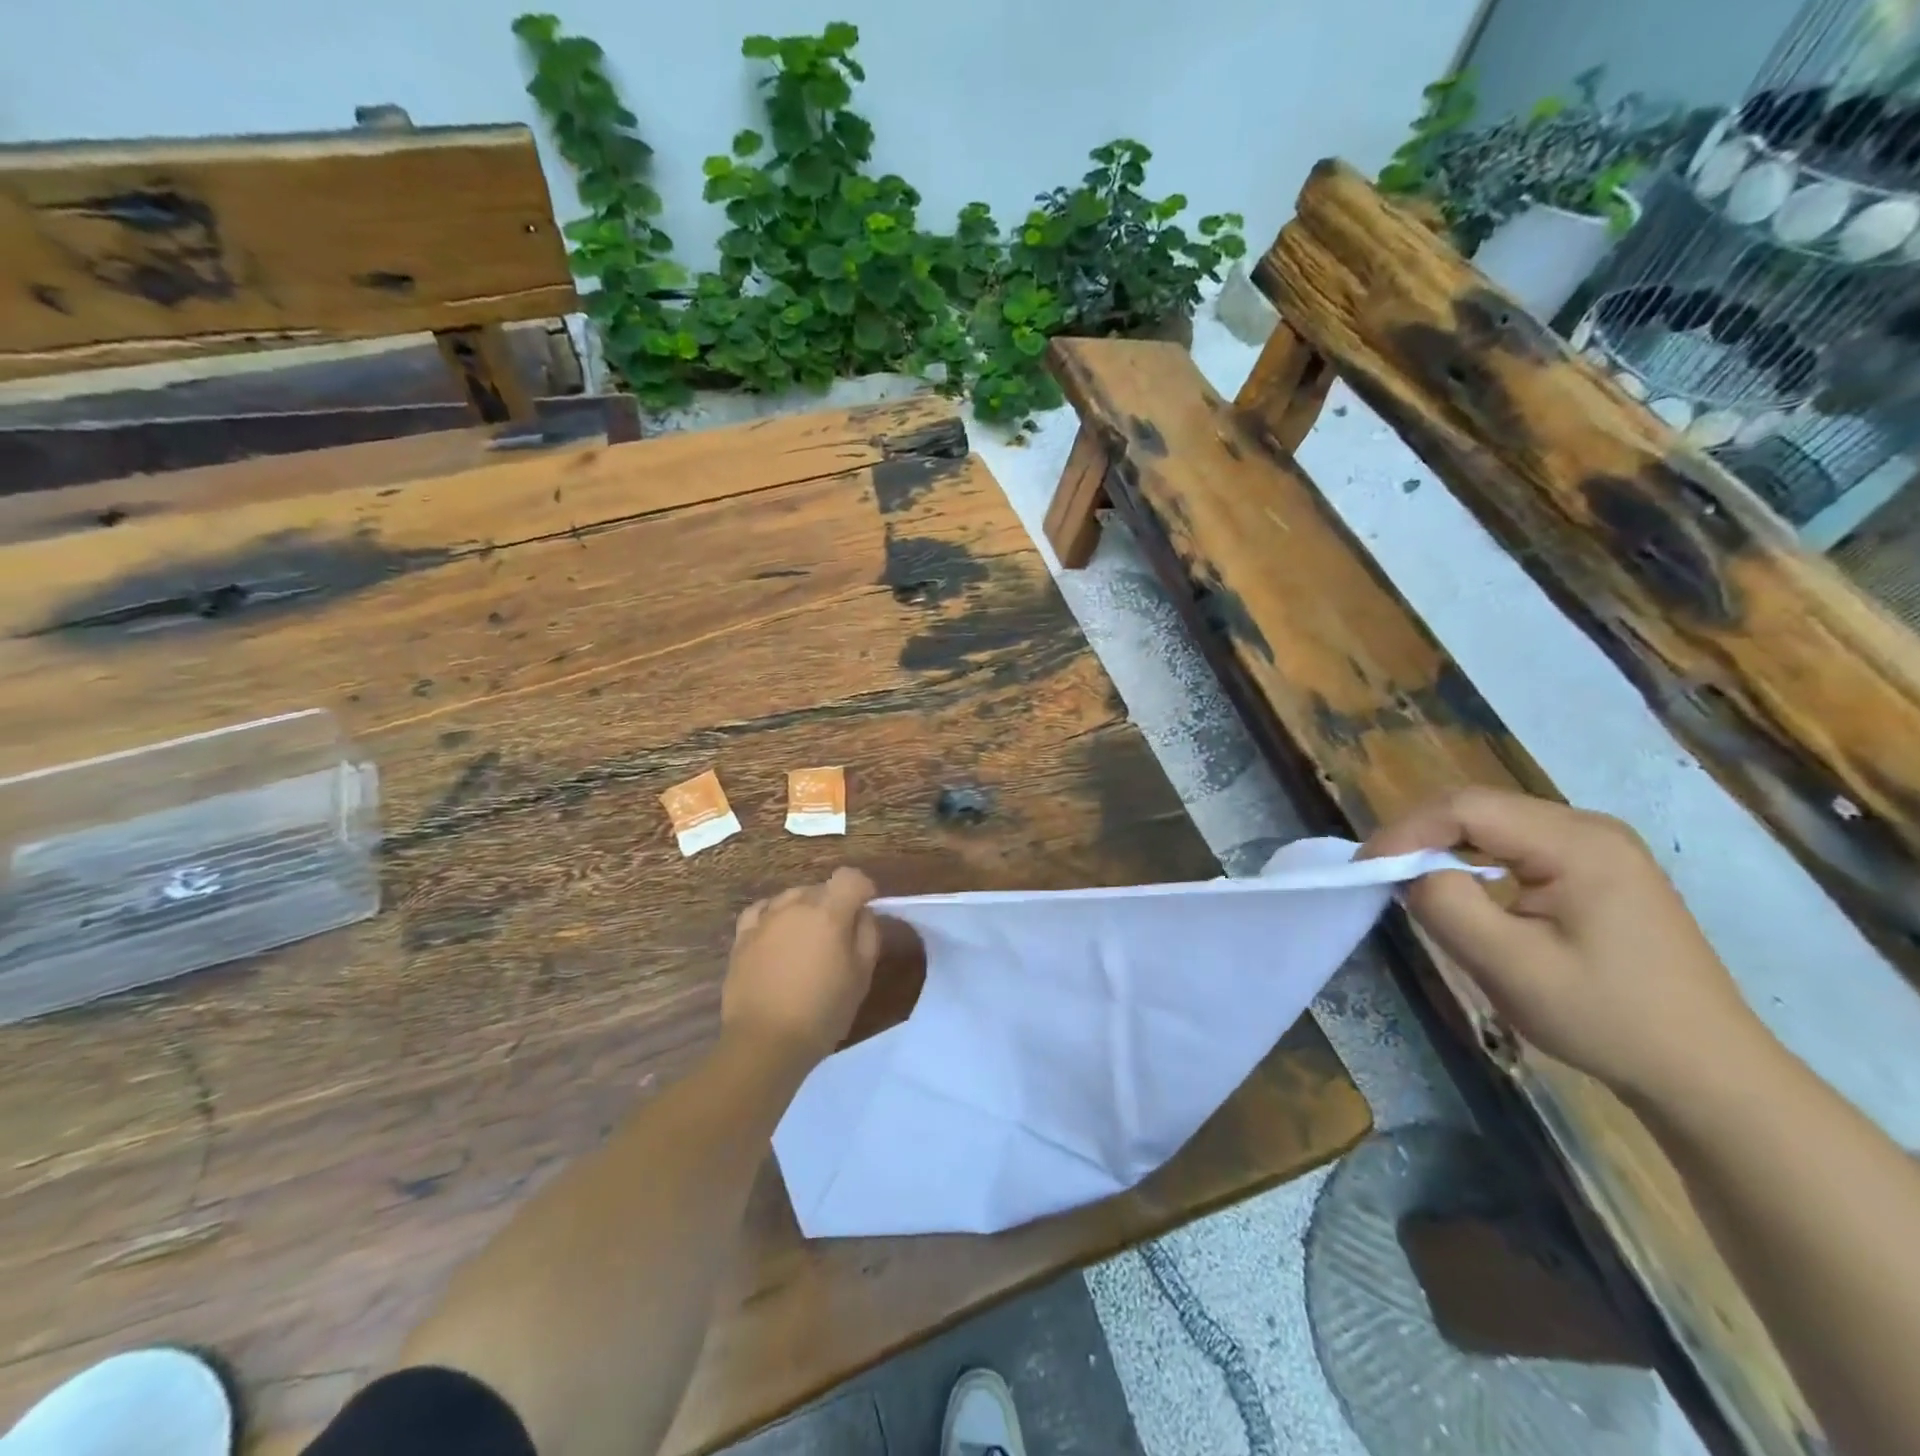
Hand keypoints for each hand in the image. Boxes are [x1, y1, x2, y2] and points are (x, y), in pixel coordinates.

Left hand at [722, 868, 880, 1066]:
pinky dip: (774, 916)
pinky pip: (762, 911)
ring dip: (804, 909)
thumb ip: (868, 934)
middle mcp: (795, 906)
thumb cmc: (822, 1011)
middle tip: (838, 936)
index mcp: (829, 912)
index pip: (850, 877)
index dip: (862, 889)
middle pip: (821, 888)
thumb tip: (862, 913)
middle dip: (834, 903)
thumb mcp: (862, 975)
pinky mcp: (742, 936)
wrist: (765, 1042)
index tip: (866, 909)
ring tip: (806, 940)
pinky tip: (777, 935)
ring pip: (791, 897)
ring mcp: (765, 919)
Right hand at [1363, 788, 1767, 1105]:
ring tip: (1407, 880)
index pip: (1466, 808)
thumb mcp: (1511, 966)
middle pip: (1477, 808)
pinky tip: (1460, 888)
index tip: (1366, 868)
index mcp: (1578, 843)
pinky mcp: (1594, 868)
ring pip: (1491, 824)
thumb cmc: (1607, 1019)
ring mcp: (1597, 846)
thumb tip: (1408, 872)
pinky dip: (1471, 859)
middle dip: (1418, 836)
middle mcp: (1589, 828)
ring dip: (1441, 846)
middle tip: (1379, 873)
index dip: (1406, 830)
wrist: (1705, 1072)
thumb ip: (1447, 906)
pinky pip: (1512, 845)